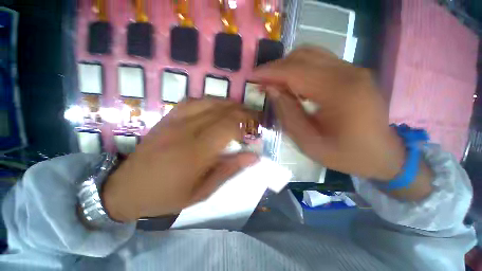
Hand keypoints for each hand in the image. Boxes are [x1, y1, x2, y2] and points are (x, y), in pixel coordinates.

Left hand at [102, 99, 258, 221]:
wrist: (127, 188)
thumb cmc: (167, 195)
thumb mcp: (203, 191)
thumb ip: (229, 170)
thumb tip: (254, 156)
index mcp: (196, 152)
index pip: (229, 126)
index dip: (247, 123)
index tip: (256, 128)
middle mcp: (187, 130)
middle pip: (222, 111)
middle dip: (243, 112)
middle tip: (254, 119)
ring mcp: (175, 120)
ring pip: (210, 101)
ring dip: (229, 105)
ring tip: (240, 113)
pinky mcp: (169, 117)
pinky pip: (194, 100)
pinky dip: (211, 101)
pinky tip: (217, 108)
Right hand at [253, 46, 407, 180]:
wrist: (383, 154)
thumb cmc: (346, 155)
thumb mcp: (309, 143)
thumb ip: (288, 115)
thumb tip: (272, 90)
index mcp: (339, 92)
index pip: (295, 71)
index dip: (269, 72)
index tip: (251, 76)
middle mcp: (348, 72)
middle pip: (302, 57)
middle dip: (276, 68)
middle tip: (261, 83)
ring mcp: (352, 69)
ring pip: (310, 54)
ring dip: (287, 67)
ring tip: (274, 83)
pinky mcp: (352, 72)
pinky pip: (319, 61)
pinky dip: (299, 69)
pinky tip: (292, 84)